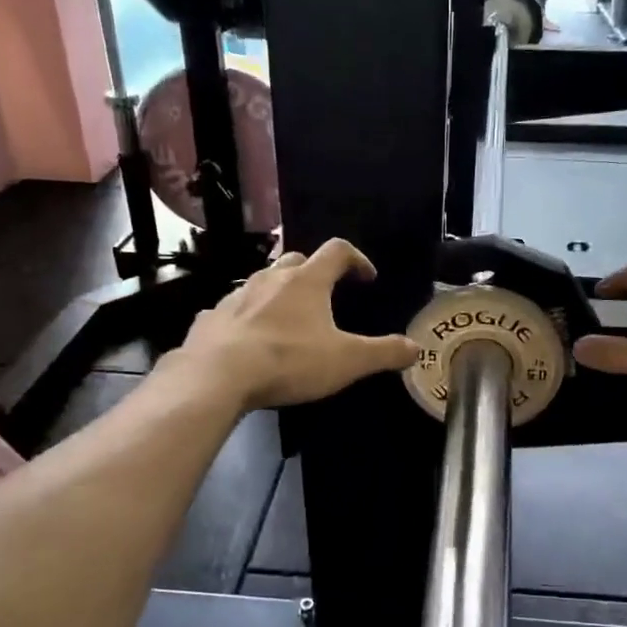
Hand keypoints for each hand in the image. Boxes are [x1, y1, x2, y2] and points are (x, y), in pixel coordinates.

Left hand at [181, 240, 418, 409]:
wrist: (217, 376)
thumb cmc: (289, 361)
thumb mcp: (347, 361)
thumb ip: (384, 353)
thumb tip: (416, 348)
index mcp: (307, 281)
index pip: (337, 251)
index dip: (356, 259)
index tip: (367, 277)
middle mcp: (271, 278)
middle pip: (297, 261)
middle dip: (315, 272)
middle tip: (326, 296)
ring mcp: (236, 296)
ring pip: (263, 282)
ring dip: (279, 292)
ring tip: (289, 318)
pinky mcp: (210, 318)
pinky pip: (233, 310)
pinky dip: (247, 317)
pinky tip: (249, 339)